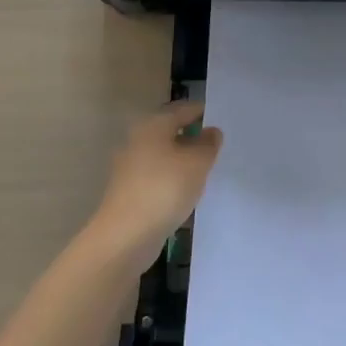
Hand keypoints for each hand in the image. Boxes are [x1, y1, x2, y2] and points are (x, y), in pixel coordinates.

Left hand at [90, 100, 223, 264]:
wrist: (125, 236)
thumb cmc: (164, 189)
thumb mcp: (198, 162)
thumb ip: (208, 143)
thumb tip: (211, 132)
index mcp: (153, 125)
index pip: (182, 109)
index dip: (202, 112)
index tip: (220, 121)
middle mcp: (137, 140)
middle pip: (170, 131)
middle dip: (191, 136)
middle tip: (215, 146)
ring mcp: (129, 167)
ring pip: (163, 155)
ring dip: (181, 160)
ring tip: (204, 170)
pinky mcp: (127, 191)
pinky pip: (156, 176)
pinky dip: (171, 179)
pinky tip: (185, 192)